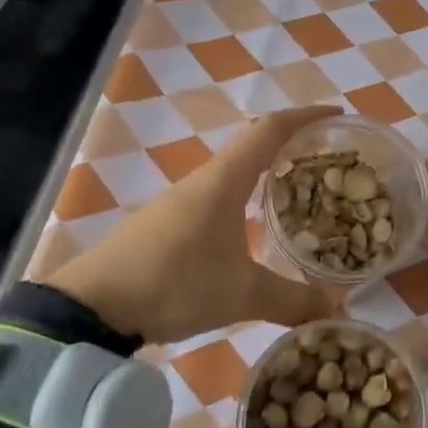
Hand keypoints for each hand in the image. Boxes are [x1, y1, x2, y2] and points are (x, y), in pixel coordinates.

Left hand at [42, 107, 343, 344]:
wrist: (91, 307)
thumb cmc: (173, 284)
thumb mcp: (240, 295)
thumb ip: (291, 301)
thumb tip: (337, 313)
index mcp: (225, 180)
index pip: (270, 129)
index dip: (305, 116)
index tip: (336, 114)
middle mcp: (204, 180)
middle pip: (253, 143)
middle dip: (291, 143)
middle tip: (326, 157)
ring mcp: (181, 200)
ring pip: (234, 170)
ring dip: (266, 169)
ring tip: (298, 189)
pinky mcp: (166, 221)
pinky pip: (217, 193)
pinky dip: (245, 194)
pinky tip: (253, 223)